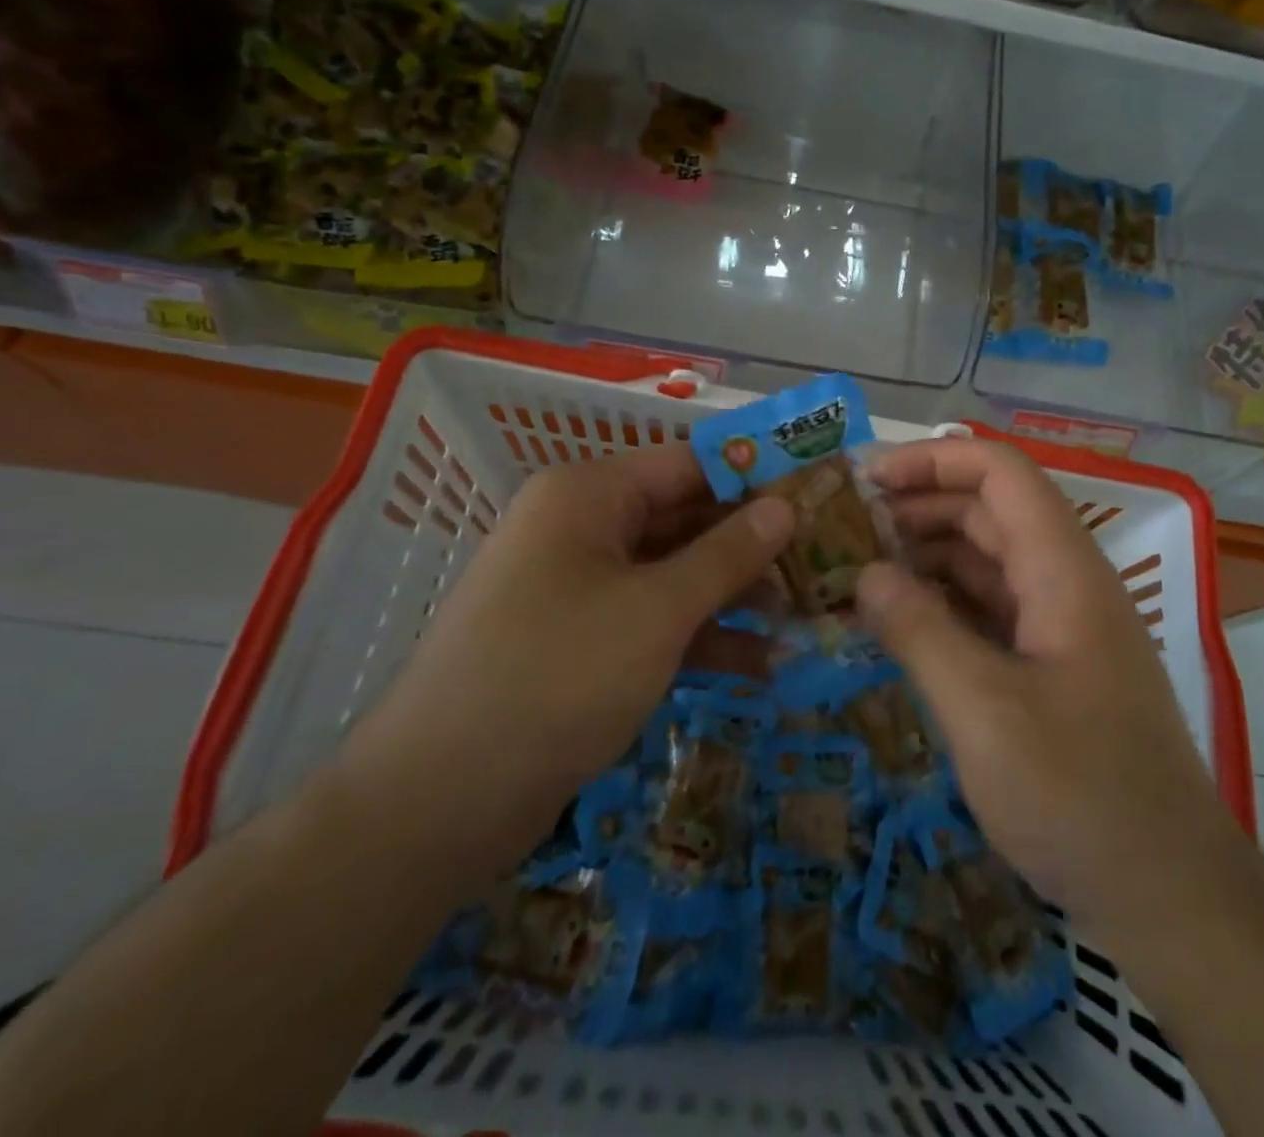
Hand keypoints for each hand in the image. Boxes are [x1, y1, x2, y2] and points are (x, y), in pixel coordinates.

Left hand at [338, 444, 793, 884]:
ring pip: (674, 574)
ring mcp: (579, 589)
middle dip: (752, 544)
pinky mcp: (582, 643)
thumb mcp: (658, 609)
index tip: (818, 491)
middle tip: (824, 560)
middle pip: (685, 519)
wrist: (439, 801)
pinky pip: (653, 622)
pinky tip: (762, 665)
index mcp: (588, 495)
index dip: (755, 475)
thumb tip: (785, 505)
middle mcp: (581, 529)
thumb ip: (727, 553)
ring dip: (735, 595)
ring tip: (804, 615)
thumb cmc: (558, 675)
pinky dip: (702, 638)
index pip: (689, 463)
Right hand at [856, 438, 1236, 944]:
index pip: (1001, 474)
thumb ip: (919, 630)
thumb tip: (865, 573)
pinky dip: (940, 605)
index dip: (933, 461)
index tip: (865, 480)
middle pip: (988, 511)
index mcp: (1063, 571)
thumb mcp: (983, 710)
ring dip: (923, 557)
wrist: (1168, 896)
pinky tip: (894, 621)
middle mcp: (1065, 583)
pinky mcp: (1049, 666)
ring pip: (985, 562)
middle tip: (843, 529)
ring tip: (854, 571)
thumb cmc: (1079, 795)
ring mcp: (1059, 626)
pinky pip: (987, 611)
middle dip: (916, 507)